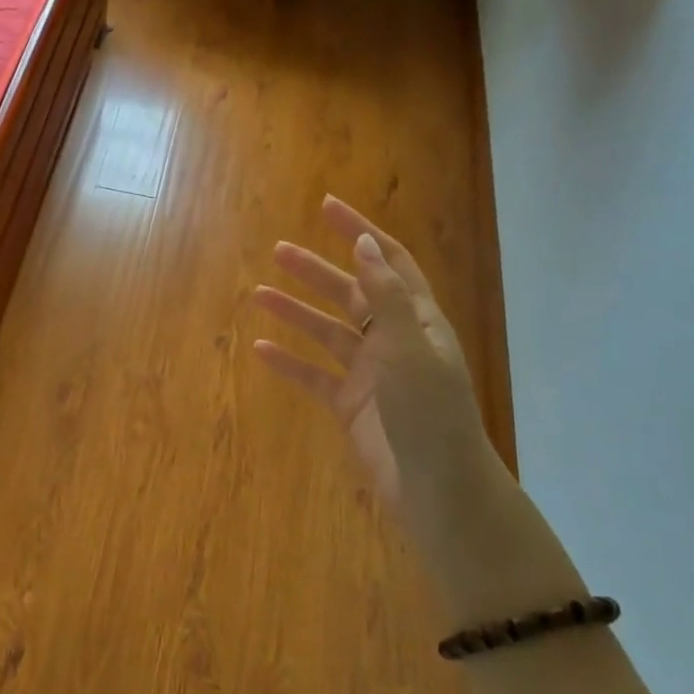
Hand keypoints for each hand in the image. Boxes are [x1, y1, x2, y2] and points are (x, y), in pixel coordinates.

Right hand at [254, 196, 490, 517]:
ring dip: (296, 312)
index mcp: (417, 321)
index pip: (388, 262)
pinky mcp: (350, 405)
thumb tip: (366, 245)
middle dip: (317, 271)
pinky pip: (314, 376)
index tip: (326, 207)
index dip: (360, 232)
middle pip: (352, 293)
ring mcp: (371, 374)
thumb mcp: (409, 348)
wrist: (435, 487)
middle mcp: (394, 341)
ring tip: (259, 294)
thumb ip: (386, 297)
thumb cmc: (429, 413)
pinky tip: (260, 350)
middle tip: (278, 251)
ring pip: (328, 332)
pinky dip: (289, 362)